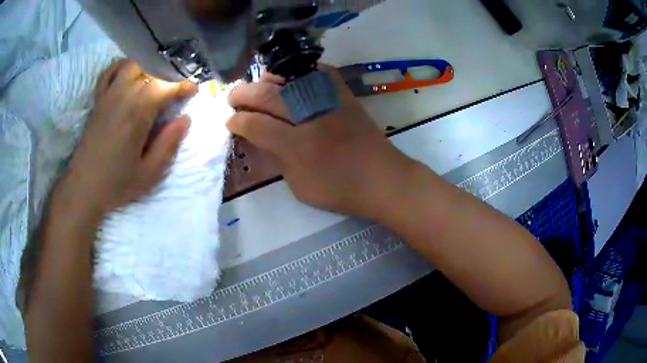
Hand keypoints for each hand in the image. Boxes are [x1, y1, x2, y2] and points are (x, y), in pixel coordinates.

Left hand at [52, 59, 197, 219]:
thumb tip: (185, 119)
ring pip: (133, 64)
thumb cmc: (116, 183)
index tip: (193, 91)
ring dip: (149, 66)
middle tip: (178, 87)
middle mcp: (123, 95)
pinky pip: (110, 71)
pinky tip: (131, 73)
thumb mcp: (149, 174)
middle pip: (152, 69)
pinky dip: (123, 66)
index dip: (184, 84)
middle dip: (170, 74)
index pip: (166, 84)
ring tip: (158, 79)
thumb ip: (168, 144)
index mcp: (137, 113)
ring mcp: (109, 94)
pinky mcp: (99, 99)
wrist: (83, 187)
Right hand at [227, 66, 415, 218]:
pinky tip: (290, 77)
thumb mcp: (299, 185)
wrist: (383, 179)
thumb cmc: (340, 189)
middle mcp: (309, 116)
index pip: (255, 124)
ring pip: (288, 78)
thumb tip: (260, 137)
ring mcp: (328, 101)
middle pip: (267, 95)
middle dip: (243, 94)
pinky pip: (318, 71)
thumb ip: (277, 158)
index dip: (237, 121)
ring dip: (266, 80)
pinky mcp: (344, 94)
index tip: (230, 121)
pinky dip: (299, 70)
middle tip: (233, 98)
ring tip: (257, 86)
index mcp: (296, 145)